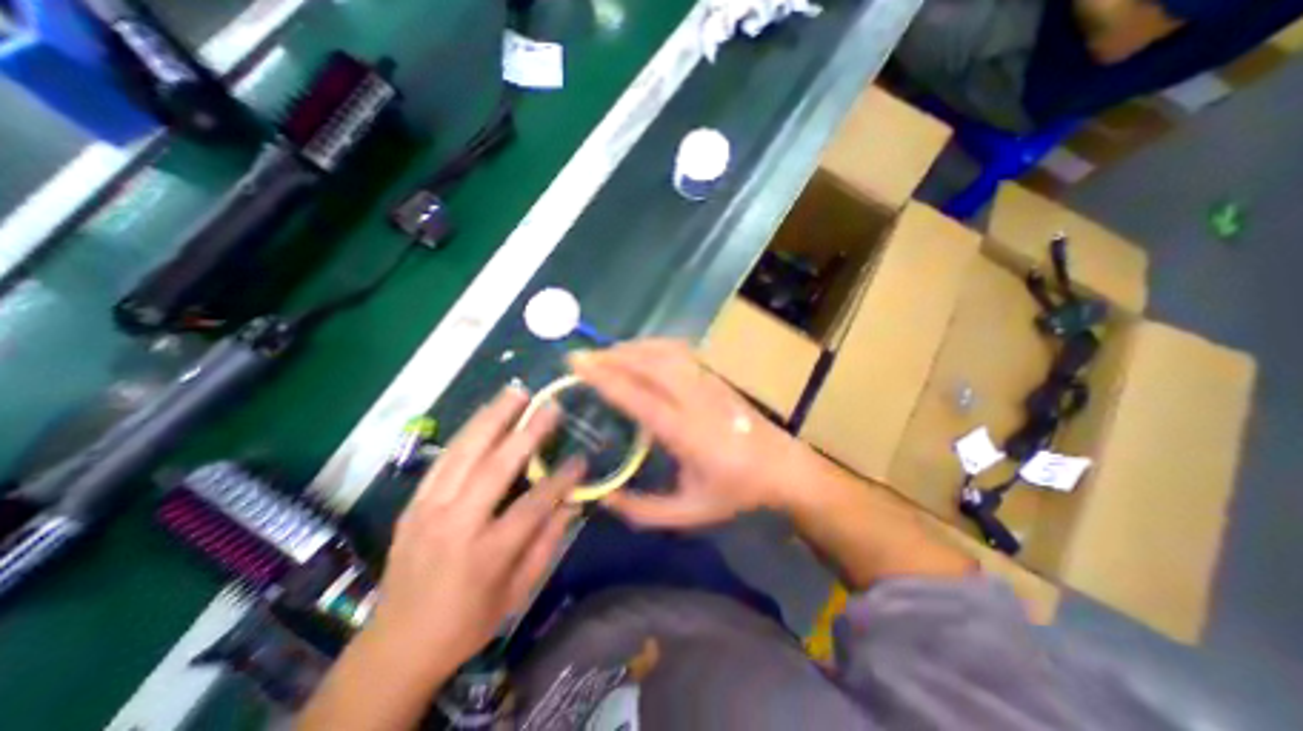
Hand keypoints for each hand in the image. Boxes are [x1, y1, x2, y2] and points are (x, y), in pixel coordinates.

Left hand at [371, 389, 586, 680]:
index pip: (533, 505)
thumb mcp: (516, 592)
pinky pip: (443, 459)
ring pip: (464, 453)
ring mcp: (428, 511)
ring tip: (515, 392)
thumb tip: (573, 502)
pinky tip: (484, 415)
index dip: (561, 479)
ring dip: (492, 418)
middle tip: (550, 405)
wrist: (395, 646)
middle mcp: (455, 526)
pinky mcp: (413, 504)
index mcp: (486, 555)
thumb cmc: (466, 622)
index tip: (582, 459)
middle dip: (527, 432)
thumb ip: (547, 543)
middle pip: (495, 467)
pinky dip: (467, 433)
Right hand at [567, 339, 811, 527]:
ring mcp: (708, 382)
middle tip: (583, 358)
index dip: (605, 378)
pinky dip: (654, 346)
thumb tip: (602, 497)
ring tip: (607, 354)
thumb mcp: (688, 513)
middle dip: (612, 356)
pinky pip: (679, 352)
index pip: (638, 397)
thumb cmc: (736, 491)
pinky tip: (641, 352)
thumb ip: (642, 511)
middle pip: (649, 364)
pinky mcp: (715, 376)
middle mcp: (695, 399)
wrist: (782, 467)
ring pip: (665, 352)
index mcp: (686, 432)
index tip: (577, 364)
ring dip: (632, 348)